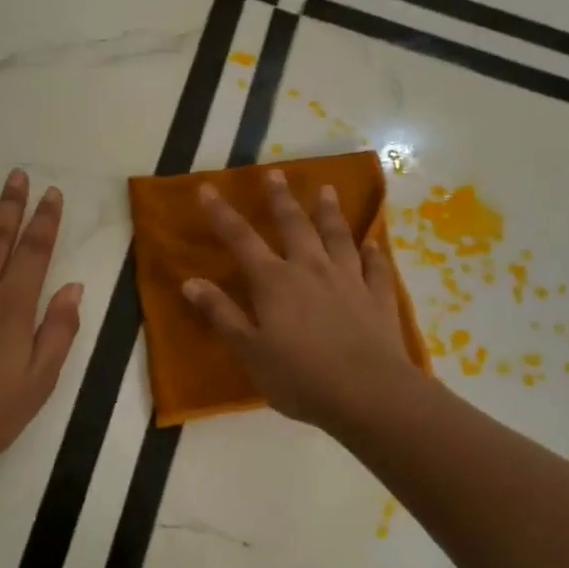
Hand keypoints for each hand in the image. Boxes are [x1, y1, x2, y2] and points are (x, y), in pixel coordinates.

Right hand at [182, 170, 421, 432]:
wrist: (368, 394)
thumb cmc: (300, 377)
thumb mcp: (250, 351)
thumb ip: (222, 314)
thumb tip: (190, 282)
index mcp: (274, 282)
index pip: (241, 239)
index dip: (222, 214)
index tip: (208, 188)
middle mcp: (310, 269)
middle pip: (294, 225)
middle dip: (281, 198)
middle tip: (276, 173)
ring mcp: (348, 280)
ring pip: (338, 236)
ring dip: (330, 212)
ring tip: (327, 189)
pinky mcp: (378, 297)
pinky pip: (376, 267)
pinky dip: (374, 253)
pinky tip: (374, 243)